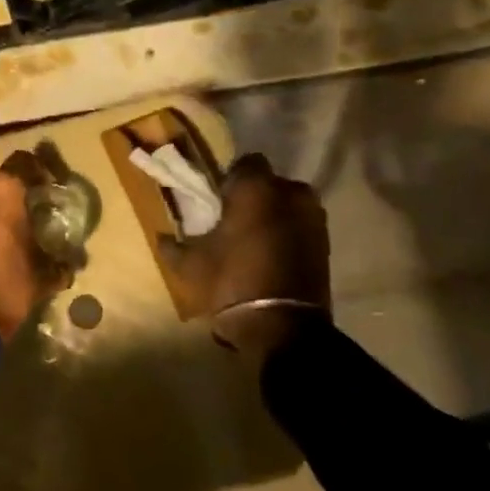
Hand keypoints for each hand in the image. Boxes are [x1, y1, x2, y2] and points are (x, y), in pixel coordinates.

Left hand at [0, 150, 70, 340]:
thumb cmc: (9, 284)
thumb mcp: (44, 273)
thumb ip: (60, 260)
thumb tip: (71, 262)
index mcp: (4, 189)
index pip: (26, 162)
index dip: (42, 172)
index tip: (54, 187)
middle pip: (4, 177)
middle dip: (20, 190)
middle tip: (37, 208)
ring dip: (0, 204)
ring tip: (18, 225)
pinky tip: (0, 238)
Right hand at [160, 153, 329, 364]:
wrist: (282, 328)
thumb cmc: (231, 283)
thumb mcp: (190, 266)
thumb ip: (173, 246)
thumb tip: (163, 238)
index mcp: (257, 188)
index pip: (246, 163)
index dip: (231, 179)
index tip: (218, 201)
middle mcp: (291, 193)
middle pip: (270, 184)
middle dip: (255, 198)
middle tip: (235, 222)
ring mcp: (314, 218)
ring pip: (288, 206)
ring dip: (274, 216)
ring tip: (255, 242)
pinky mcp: (326, 243)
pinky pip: (301, 227)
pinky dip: (289, 235)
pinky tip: (272, 257)